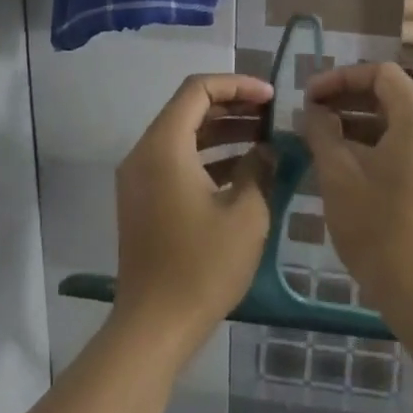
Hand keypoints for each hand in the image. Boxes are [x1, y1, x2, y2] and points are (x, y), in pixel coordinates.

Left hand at [111, 74, 274, 359]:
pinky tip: (244, 170)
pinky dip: (208, 157)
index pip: (198, 90)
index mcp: (164, 146)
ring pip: (184, 136)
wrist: (154, 326)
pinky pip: (177, 162)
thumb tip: (267, 150)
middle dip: (233, 107)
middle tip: (273, 116)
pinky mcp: (144, 201)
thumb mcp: (246, 214)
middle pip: (189, 109)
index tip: (271, 98)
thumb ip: (259, 169)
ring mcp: (140, 179)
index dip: (238, 85)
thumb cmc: (202, 266)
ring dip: (223, 132)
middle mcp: (144, 153)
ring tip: (266, 139)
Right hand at [300, 62, 412, 328]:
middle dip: (347, 101)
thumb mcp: (339, 175)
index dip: (340, 78)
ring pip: (398, 125)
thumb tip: (314, 112)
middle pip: (391, 96)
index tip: (308, 97)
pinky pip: (408, 149)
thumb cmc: (380, 227)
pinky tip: (346, 169)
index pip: (379, 73)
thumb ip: (323, 133)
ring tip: (321, 142)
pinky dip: (377, 147)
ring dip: (359, 126)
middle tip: (310, 117)